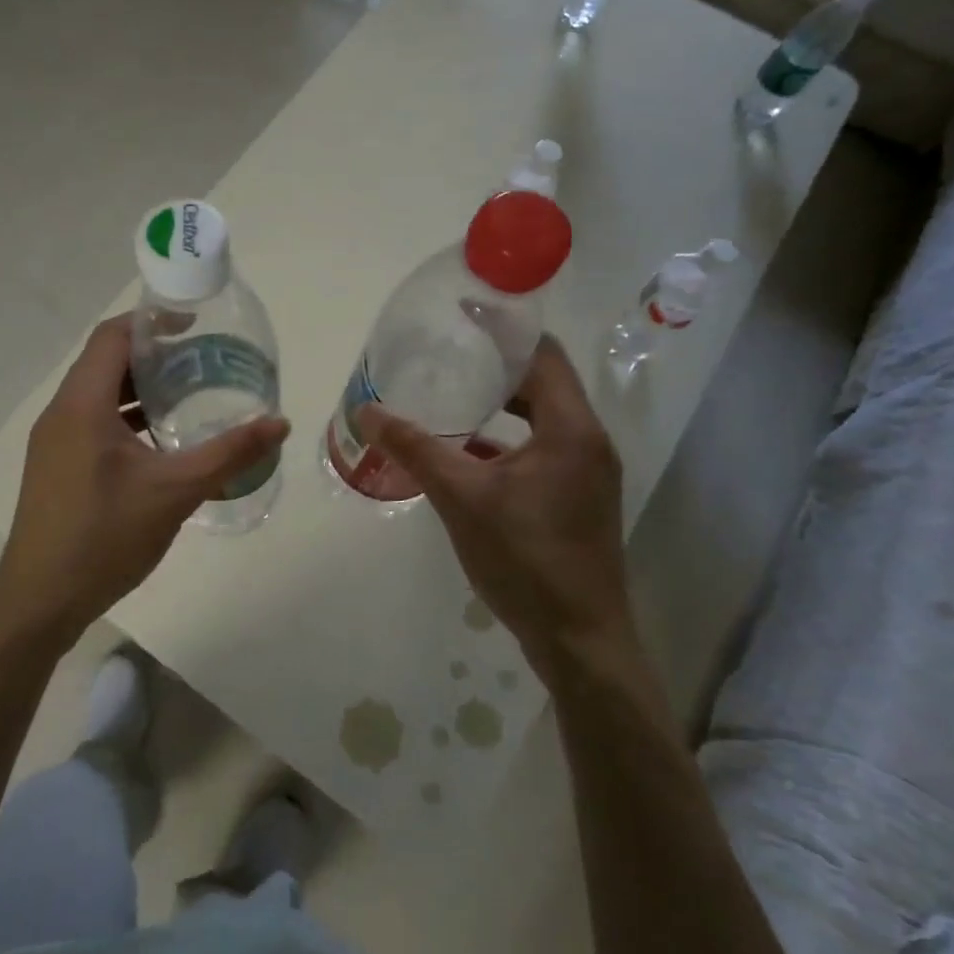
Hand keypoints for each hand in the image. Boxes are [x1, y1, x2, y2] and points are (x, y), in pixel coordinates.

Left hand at [0, 315, 289, 651]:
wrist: (39, 602)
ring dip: (140, 389)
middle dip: (153, 355)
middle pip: (105, 362)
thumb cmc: (104, 537)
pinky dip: (126, 419)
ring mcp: (54, 442)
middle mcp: (61, 414)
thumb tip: (280, 423)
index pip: (112, 336)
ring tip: (189, 394)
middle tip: (202, 360)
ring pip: (98, 396)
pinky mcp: (56, 467)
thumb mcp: (174, 492)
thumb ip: (229, 454)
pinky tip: (160, 443)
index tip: (195, 325)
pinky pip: (93, 423)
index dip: (152, 322)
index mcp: (81, 405)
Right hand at [357, 335, 632, 675]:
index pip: (542, 353)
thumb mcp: (461, 498)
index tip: (463, 313)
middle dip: (498, 363)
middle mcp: (588, 440)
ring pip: (543, 415)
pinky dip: (509, 435)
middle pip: (544, 380)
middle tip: (449, 349)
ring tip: (454, 389)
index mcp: (570, 428)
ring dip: (503, 400)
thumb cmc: (524, 559)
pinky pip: (543, 445)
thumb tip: (365, 411)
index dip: (505, 329)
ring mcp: (587, 470)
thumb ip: (414, 449)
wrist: (579, 639)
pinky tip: (468, 446)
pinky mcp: (578, 495)